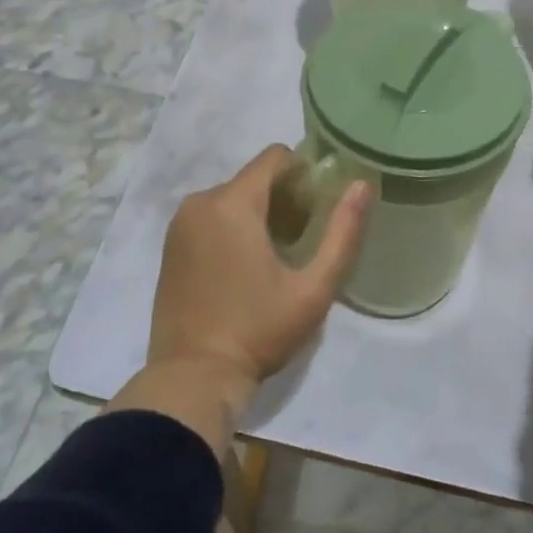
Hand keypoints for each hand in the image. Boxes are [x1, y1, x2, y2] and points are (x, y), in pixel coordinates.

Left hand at [148, 146, 370, 387]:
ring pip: (231, 198)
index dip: (305, 172)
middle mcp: (200, 202)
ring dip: (259, 213)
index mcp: (232, 203)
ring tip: (280, 256)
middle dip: (284, 197)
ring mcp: (179, 225)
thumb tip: (362, 185)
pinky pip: (211, 218)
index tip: (322, 203)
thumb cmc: (258, 330)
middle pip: (254, 178)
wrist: (194, 375)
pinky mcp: (170, 246)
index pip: (275, 157)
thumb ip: (343, 233)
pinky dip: (233, 228)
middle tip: (307, 238)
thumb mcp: (313, 288)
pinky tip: (248, 266)